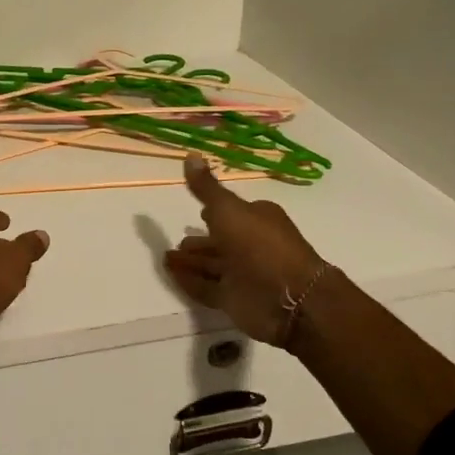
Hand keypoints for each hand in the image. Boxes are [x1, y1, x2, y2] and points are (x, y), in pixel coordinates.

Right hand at [165, 154, 327, 345]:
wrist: (288, 298)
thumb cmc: (259, 244)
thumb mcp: (228, 209)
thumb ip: (206, 188)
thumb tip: (190, 154)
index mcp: (257, 219)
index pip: (233, 213)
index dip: (215, 212)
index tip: (198, 211)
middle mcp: (252, 245)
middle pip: (220, 241)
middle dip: (199, 242)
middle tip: (175, 242)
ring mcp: (244, 274)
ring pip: (212, 265)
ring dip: (190, 262)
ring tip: (165, 257)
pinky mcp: (236, 300)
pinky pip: (207, 288)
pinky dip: (190, 281)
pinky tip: (172, 275)